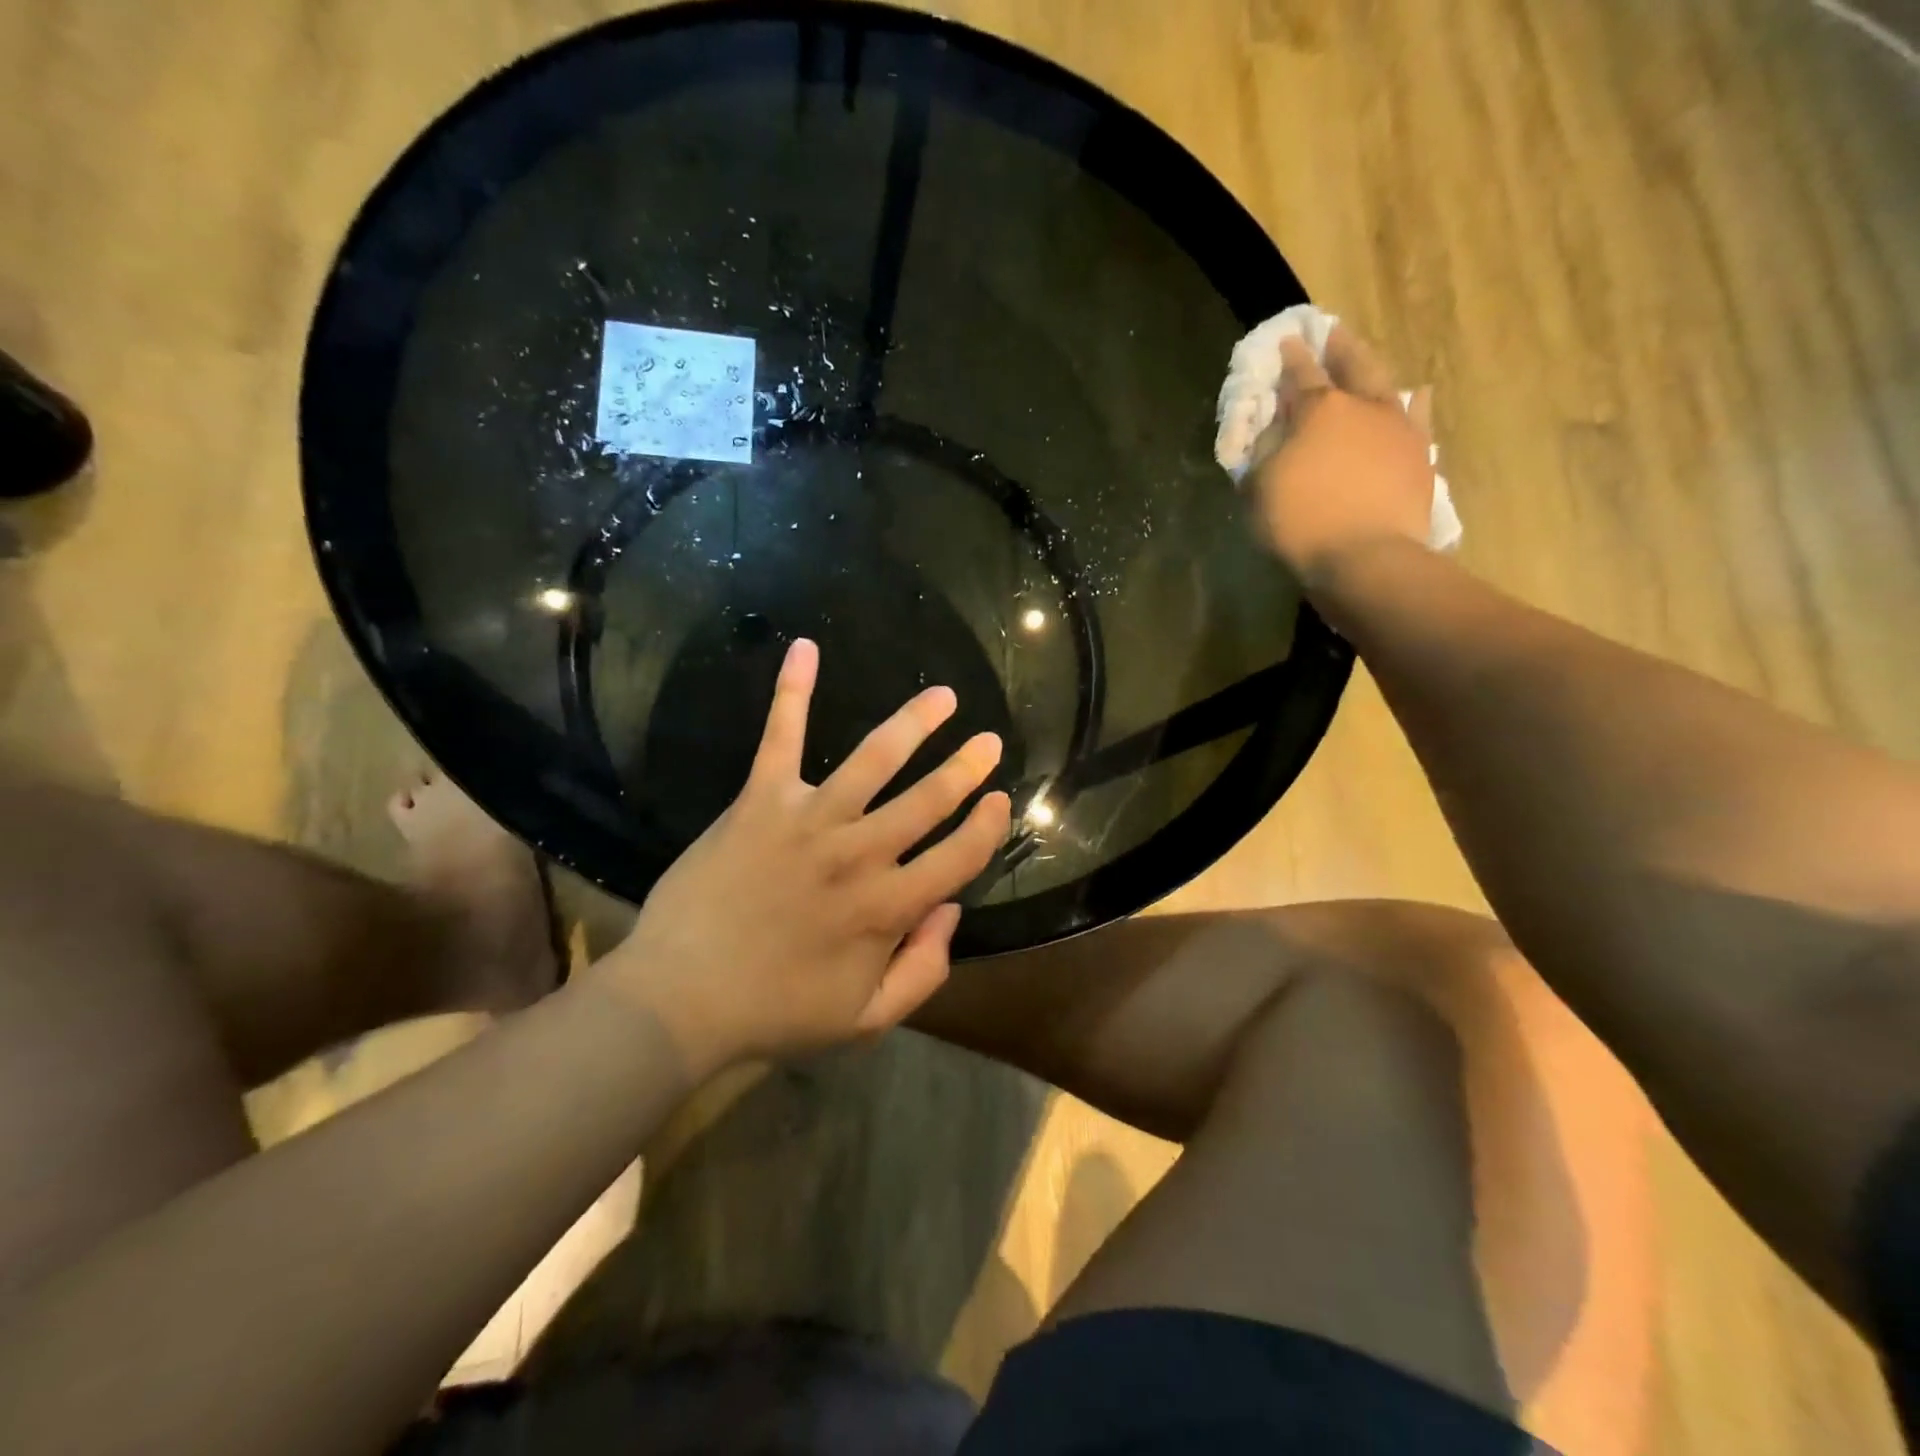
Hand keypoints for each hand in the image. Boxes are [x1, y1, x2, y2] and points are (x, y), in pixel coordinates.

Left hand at [598, 639, 1012, 1067]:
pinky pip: (780, 737)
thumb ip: (923, 971)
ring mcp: (809, 821)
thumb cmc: (774, 1011)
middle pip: (928, 801)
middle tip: (989, 741)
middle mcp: (859, 855)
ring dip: (915, 723)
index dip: (987, 828)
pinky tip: (805, 648)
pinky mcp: (761, 801)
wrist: (680, 998)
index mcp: (887, 909)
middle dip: (967, 768)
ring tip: (944, 697)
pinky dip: (792, 691)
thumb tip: (953, 911)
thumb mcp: (865, 1020)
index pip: (958, 857)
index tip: (1000, 801)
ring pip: (874, 759)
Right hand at [1248, 325, 1435, 585]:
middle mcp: (1362, 406)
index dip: (1290, 358)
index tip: (1285, 342)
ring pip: (1386, 384)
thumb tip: (1271, 430)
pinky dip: (1413, 404)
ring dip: (1373, 369)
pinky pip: (1417, 417)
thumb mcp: (1260, 490)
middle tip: (1332, 332)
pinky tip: (1415, 395)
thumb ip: (1263, 453)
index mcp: (1318, 410)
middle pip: (1352, 364)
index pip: (1299, 375)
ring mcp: (1397, 428)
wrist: (1366, 558)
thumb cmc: (1301, 524)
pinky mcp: (1419, 454)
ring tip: (1366, 359)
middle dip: (1338, 348)